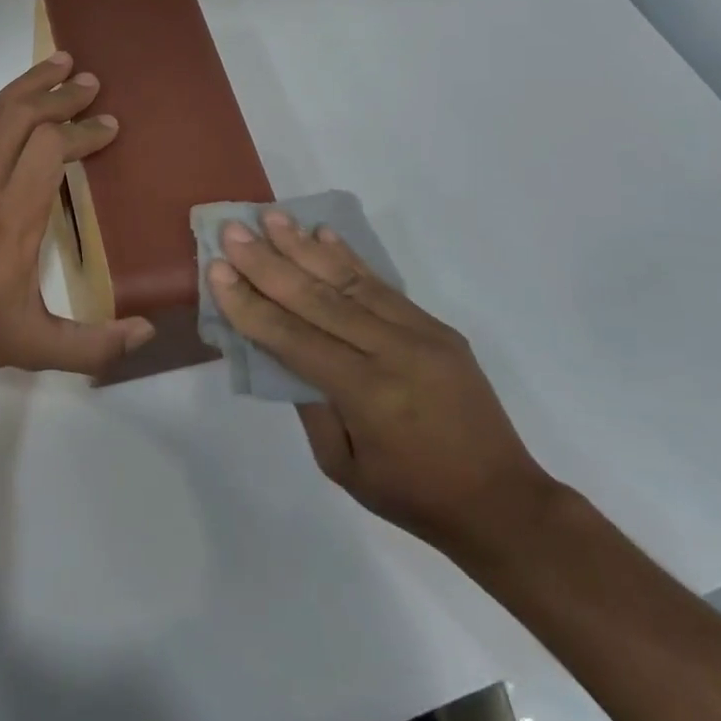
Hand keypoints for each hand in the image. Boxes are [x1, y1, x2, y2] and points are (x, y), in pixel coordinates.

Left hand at [0, 54, 156, 377]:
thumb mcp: (39, 347)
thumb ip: (95, 344)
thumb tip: (148, 329)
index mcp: (13, 218)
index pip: (50, 149)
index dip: (83, 131)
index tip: (109, 126)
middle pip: (20, 116)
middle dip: (59, 94)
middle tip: (90, 80)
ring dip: (28, 86)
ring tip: (57, 64)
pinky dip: (4, 110)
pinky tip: (20, 109)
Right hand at [207, 214, 558, 557]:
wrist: (503, 503)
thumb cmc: (413, 496)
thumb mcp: (343, 466)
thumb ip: (309, 403)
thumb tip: (281, 349)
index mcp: (367, 394)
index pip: (293, 338)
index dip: (251, 304)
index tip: (217, 269)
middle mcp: (392, 352)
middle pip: (317, 297)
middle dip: (268, 262)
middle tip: (233, 230)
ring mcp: (419, 333)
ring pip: (349, 280)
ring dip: (305, 246)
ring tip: (272, 218)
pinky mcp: (435, 326)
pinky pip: (382, 285)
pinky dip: (348, 257)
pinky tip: (323, 233)